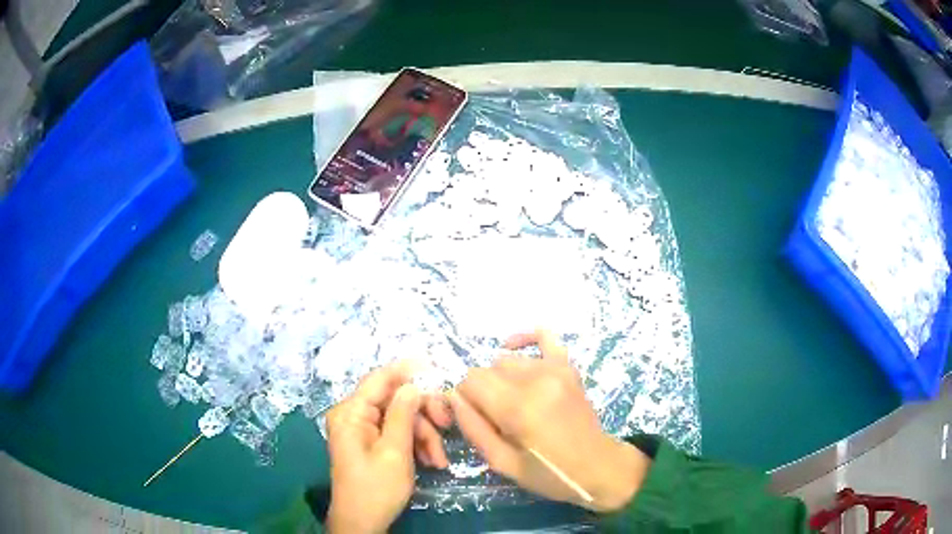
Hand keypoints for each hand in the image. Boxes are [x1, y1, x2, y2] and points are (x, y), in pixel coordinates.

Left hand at [325, 363, 450, 533]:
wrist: (362, 523)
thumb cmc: (376, 489)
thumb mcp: (394, 452)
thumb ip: (403, 415)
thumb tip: (413, 385)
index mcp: (351, 413)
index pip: (379, 379)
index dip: (407, 371)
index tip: (436, 369)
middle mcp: (353, 416)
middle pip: (394, 399)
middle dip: (422, 414)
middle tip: (447, 425)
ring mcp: (362, 430)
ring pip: (400, 418)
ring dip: (424, 436)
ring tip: (439, 460)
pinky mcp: (370, 444)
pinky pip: (396, 433)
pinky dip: (415, 444)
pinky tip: (431, 462)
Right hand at [449, 330, 650, 512]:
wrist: (597, 466)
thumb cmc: (548, 473)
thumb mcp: (502, 463)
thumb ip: (473, 428)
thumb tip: (454, 398)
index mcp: (518, 408)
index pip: (470, 381)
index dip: (466, 399)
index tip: (476, 418)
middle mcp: (535, 380)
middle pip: (487, 369)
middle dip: (482, 391)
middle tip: (496, 416)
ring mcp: (555, 369)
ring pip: (507, 359)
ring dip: (501, 378)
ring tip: (514, 401)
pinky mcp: (568, 366)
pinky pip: (543, 335)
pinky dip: (524, 339)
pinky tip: (515, 350)